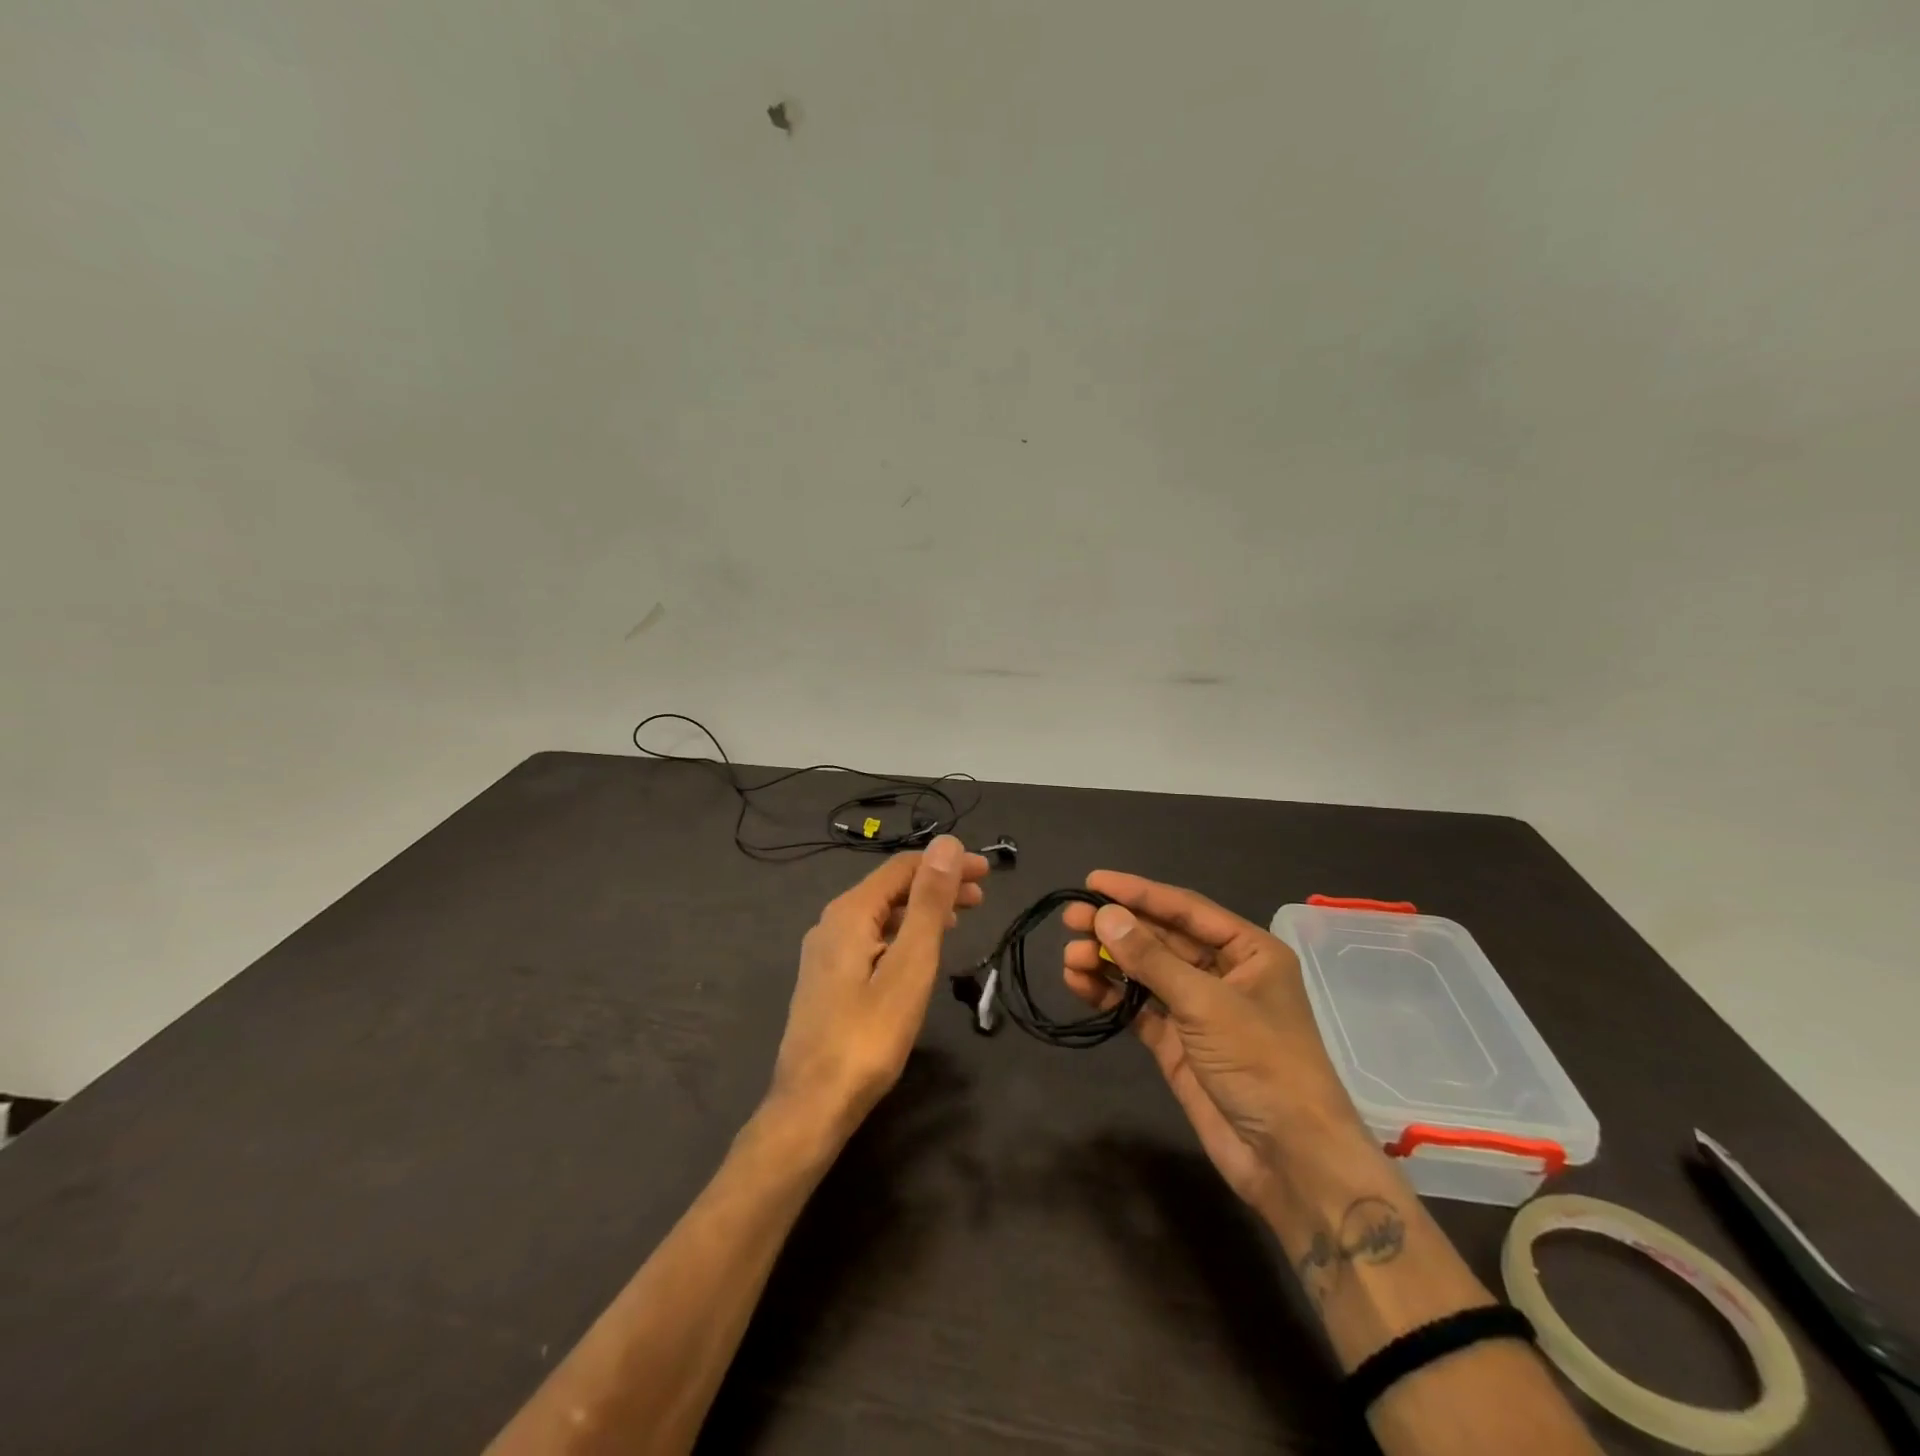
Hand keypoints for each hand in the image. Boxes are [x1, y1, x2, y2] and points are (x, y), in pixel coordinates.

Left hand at [769, 837, 988, 1138]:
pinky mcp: (828, 979)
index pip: (903, 867)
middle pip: (891, 888)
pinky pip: (872, 938)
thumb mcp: (909, 965)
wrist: (812, 1105)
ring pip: (882, 914)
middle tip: (981, 895)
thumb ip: (929, 903)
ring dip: (922, 910)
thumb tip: (946, 844)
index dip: (946, 863)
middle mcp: (831, 922)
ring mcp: (825, 952)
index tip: (987, 871)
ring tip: (960, 919)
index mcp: (849, 912)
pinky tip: (920, 951)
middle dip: (937, 885)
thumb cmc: (868, 1035)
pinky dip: (903, 933)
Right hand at [1063, 872, 1364, 1209]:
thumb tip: (1105, 916)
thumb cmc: (1262, 1063)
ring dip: (1108, 962)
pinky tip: (1079, 984)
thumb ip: (1152, 959)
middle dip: (1117, 928)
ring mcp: (1198, 1009)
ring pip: (1145, 972)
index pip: (1185, 909)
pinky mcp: (1177, 1043)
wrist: (1289, 1159)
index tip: (1092, 882)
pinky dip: (1110, 995)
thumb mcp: (1206, 1003)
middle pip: (1161, 938)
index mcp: (1248, 951)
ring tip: (1070, 957)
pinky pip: (1138, 1007)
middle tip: (1071, 919)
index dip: (1138, 893)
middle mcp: (1223, 973)